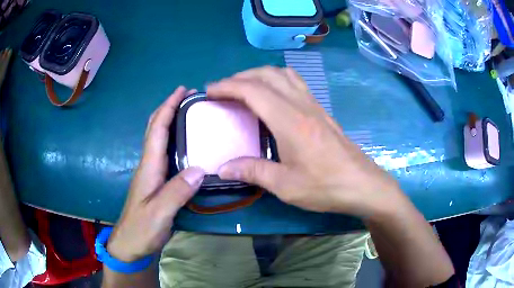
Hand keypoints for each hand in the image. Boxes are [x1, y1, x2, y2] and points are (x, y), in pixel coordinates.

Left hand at [107, 87, 204, 262]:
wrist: (130, 244)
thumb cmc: (141, 229)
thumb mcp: (158, 214)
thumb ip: (176, 192)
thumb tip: (200, 169)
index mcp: (148, 166)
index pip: (157, 130)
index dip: (168, 107)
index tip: (182, 90)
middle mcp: (149, 164)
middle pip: (155, 128)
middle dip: (169, 108)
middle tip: (190, 97)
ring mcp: (152, 173)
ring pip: (159, 139)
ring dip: (172, 121)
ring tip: (191, 114)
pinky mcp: (156, 182)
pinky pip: (165, 153)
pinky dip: (174, 139)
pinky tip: (186, 143)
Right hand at [207, 66, 407, 217]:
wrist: (362, 184)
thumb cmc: (325, 186)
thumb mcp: (285, 185)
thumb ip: (253, 171)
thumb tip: (223, 168)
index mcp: (289, 120)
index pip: (252, 90)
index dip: (227, 86)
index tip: (209, 91)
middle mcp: (301, 104)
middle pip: (267, 75)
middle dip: (240, 77)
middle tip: (223, 91)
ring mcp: (313, 105)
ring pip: (283, 74)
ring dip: (260, 75)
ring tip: (245, 89)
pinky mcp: (321, 110)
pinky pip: (295, 83)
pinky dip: (277, 80)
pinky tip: (272, 97)